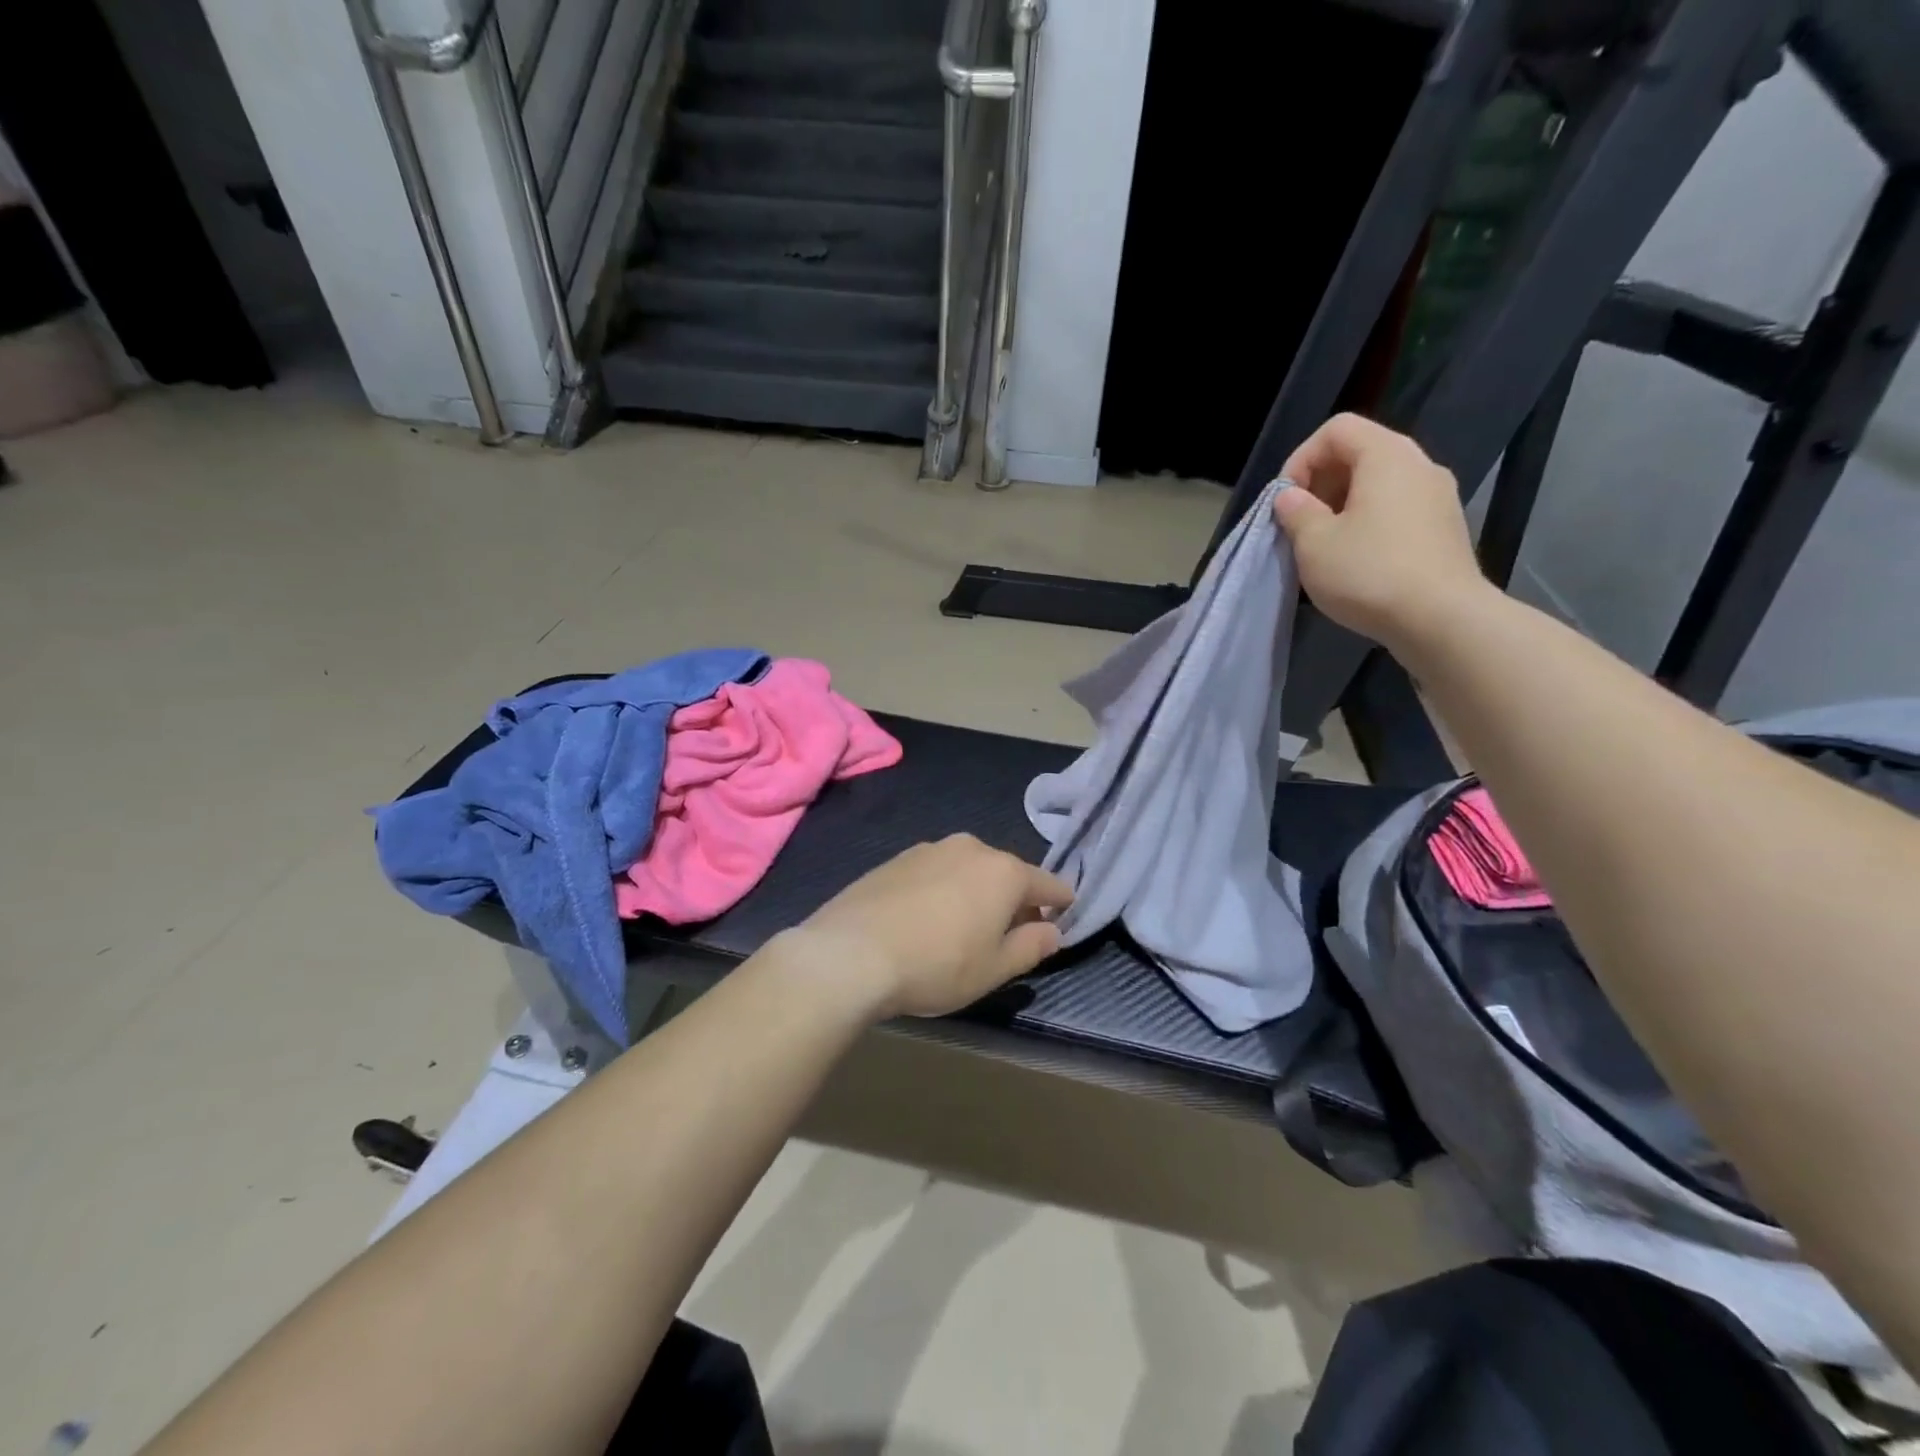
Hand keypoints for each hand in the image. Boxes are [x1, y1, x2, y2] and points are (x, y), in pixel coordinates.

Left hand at [783, 835, 1073, 1019]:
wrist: (850, 953)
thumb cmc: (936, 965)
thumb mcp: (994, 969)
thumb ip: (1031, 946)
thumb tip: (1053, 930)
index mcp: (1003, 871)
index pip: (1048, 883)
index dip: (1061, 900)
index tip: (1066, 913)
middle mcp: (971, 848)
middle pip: (1006, 872)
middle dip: (1015, 898)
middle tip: (1011, 931)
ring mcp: (929, 848)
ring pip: (968, 869)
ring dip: (976, 891)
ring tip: (966, 926)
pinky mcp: (896, 858)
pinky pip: (935, 872)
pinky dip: (943, 889)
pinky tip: (928, 918)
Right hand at [1272, 413, 1487, 645]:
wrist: (1442, 619)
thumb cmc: (1369, 573)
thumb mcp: (1314, 544)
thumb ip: (1296, 512)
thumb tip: (1291, 497)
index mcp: (1387, 456)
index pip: (1337, 429)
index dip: (1301, 459)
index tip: (1286, 501)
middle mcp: (1419, 465)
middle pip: (1361, 453)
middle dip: (1321, 483)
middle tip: (1300, 523)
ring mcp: (1439, 496)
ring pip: (1380, 484)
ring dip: (1343, 506)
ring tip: (1323, 545)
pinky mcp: (1445, 528)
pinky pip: (1397, 509)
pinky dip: (1369, 522)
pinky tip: (1355, 560)